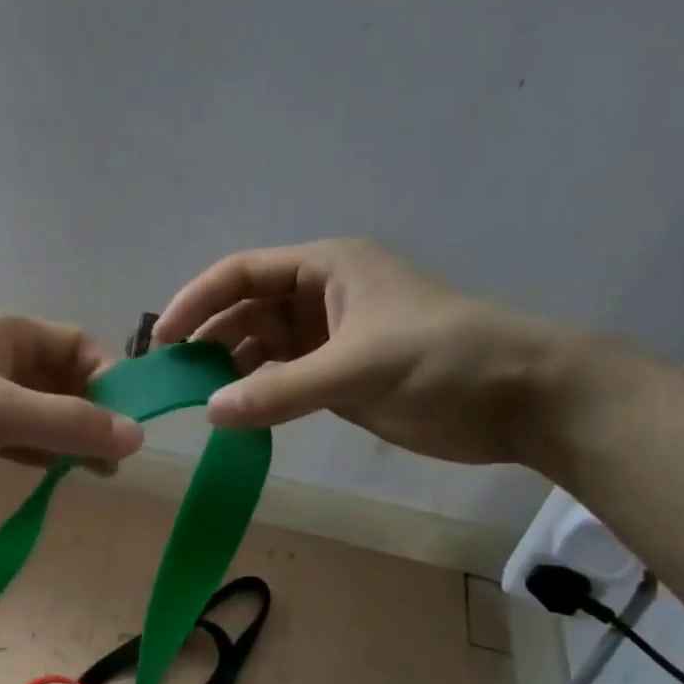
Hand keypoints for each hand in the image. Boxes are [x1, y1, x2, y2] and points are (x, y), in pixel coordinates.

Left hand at [0, 310, 144, 492]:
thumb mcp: (3, 410)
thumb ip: (70, 423)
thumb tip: (138, 437)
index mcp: (9, 333)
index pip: (79, 346)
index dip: (108, 380)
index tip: (126, 423)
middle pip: (61, 380)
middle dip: (91, 415)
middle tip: (115, 459)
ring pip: (37, 412)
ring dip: (66, 437)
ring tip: (97, 473)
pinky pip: (12, 435)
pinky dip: (36, 451)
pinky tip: (56, 473)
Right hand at [152, 239, 567, 464]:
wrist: (521, 400)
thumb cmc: (444, 360)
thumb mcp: (358, 367)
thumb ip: (281, 389)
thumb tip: (210, 411)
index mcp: (327, 269)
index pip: (243, 273)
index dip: (197, 300)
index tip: (162, 338)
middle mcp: (321, 298)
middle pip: (245, 310)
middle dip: (208, 337)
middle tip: (173, 377)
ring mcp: (328, 340)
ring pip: (260, 347)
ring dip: (229, 368)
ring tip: (197, 398)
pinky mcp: (338, 378)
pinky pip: (280, 380)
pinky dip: (256, 394)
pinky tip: (236, 414)